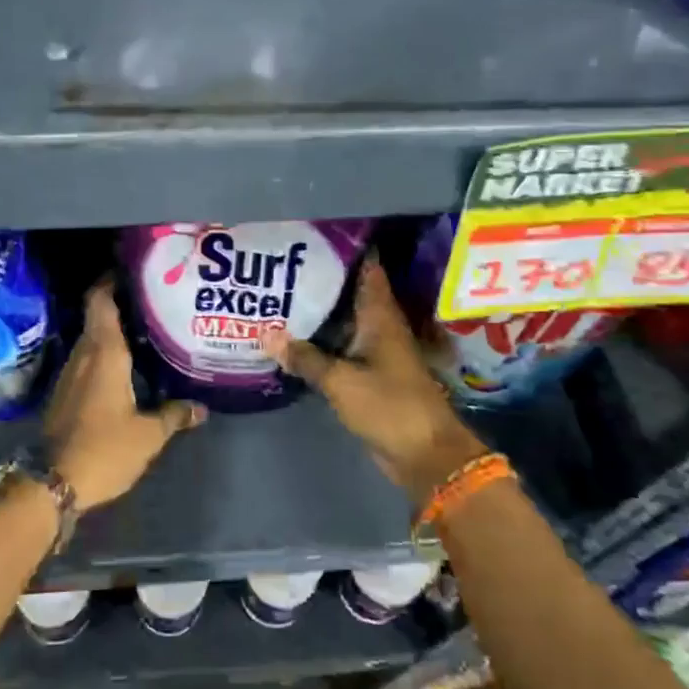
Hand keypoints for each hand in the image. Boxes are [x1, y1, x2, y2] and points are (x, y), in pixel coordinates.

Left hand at [43, 279, 205, 511]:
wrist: (52, 483)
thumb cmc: (104, 449)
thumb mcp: (148, 435)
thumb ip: (174, 415)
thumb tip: (200, 408)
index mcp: (104, 353)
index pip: (101, 301)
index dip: (111, 280)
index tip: (131, 270)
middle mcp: (84, 355)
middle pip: (97, 317)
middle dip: (120, 305)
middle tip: (152, 302)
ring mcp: (70, 374)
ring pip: (92, 340)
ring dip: (112, 332)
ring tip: (144, 331)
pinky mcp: (65, 393)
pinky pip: (87, 361)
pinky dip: (104, 355)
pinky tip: (125, 367)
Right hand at [262, 261, 486, 507]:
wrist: (424, 455)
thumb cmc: (389, 405)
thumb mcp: (341, 380)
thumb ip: (304, 357)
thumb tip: (264, 334)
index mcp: (380, 315)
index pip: (367, 268)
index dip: (346, 247)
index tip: (314, 233)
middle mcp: (379, 326)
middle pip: (349, 292)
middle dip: (320, 278)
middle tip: (282, 264)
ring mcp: (375, 350)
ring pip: (342, 321)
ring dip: (318, 311)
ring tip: (278, 295)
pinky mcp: (369, 374)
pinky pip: (341, 347)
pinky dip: (320, 341)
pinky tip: (292, 338)